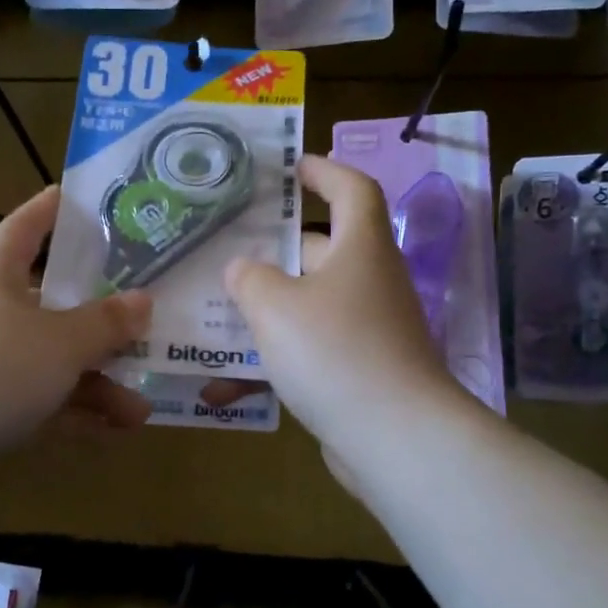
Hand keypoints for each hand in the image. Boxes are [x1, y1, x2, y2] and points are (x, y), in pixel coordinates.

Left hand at [0, 187, 153, 461]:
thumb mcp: (62, 341)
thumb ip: (106, 322)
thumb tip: (142, 301)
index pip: (24, 228)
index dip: (49, 211)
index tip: (72, 196)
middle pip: (49, 306)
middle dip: (98, 325)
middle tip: (141, 326)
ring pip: (48, 362)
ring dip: (94, 382)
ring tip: (140, 407)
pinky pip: (36, 400)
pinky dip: (71, 411)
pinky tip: (114, 429)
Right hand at [221, 155, 462, 470]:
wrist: (395, 438)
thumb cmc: (335, 351)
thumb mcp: (276, 306)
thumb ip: (250, 279)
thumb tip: (242, 268)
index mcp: (359, 248)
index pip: (351, 188)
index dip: (322, 171)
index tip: (288, 169)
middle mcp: (368, 281)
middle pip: (321, 248)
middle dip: (274, 248)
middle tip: (225, 248)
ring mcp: (366, 329)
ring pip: (308, 305)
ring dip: (265, 310)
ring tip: (213, 314)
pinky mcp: (358, 372)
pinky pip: (309, 353)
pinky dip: (272, 363)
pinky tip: (224, 387)